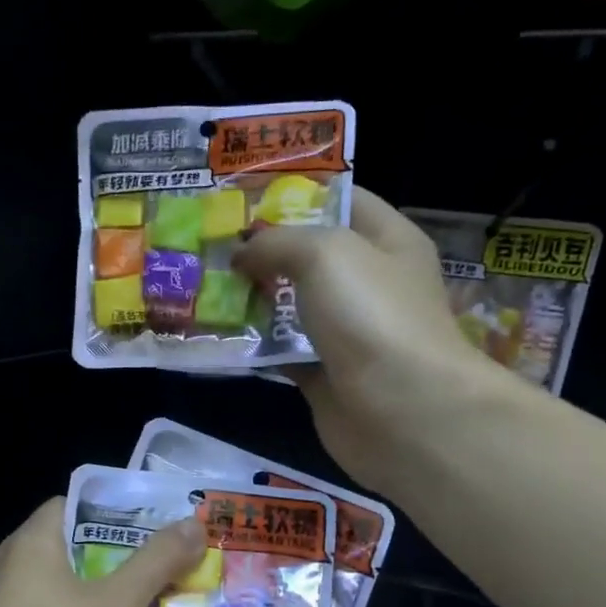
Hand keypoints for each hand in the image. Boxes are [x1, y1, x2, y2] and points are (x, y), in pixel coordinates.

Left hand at [0, 499, 205, 606]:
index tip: (165, 525)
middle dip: (132, 567)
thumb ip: (156, 563)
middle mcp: (18, 572)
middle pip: (83, 555)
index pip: (77, 505)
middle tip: (181, 573)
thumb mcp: (114, 605)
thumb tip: (194, 523)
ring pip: (77, 602)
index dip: (121, 510)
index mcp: (34, 543)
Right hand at [235, 186, 515, 491]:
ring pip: (291, 306)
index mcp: (388, 241)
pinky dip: (254, 346)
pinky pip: (282, 352)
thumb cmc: (372, 316)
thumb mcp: (326, 253)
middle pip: (310, 257)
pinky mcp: (325, 375)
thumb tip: (242, 253)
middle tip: (211, 245)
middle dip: (262, 250)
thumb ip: (278, 242)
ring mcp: (348, 333)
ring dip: (252, 298)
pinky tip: (216, 334)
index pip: (342, 201)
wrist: (402, 411)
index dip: (295, 194)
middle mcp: (370, 284)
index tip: (242, 198)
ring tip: (203, 286)